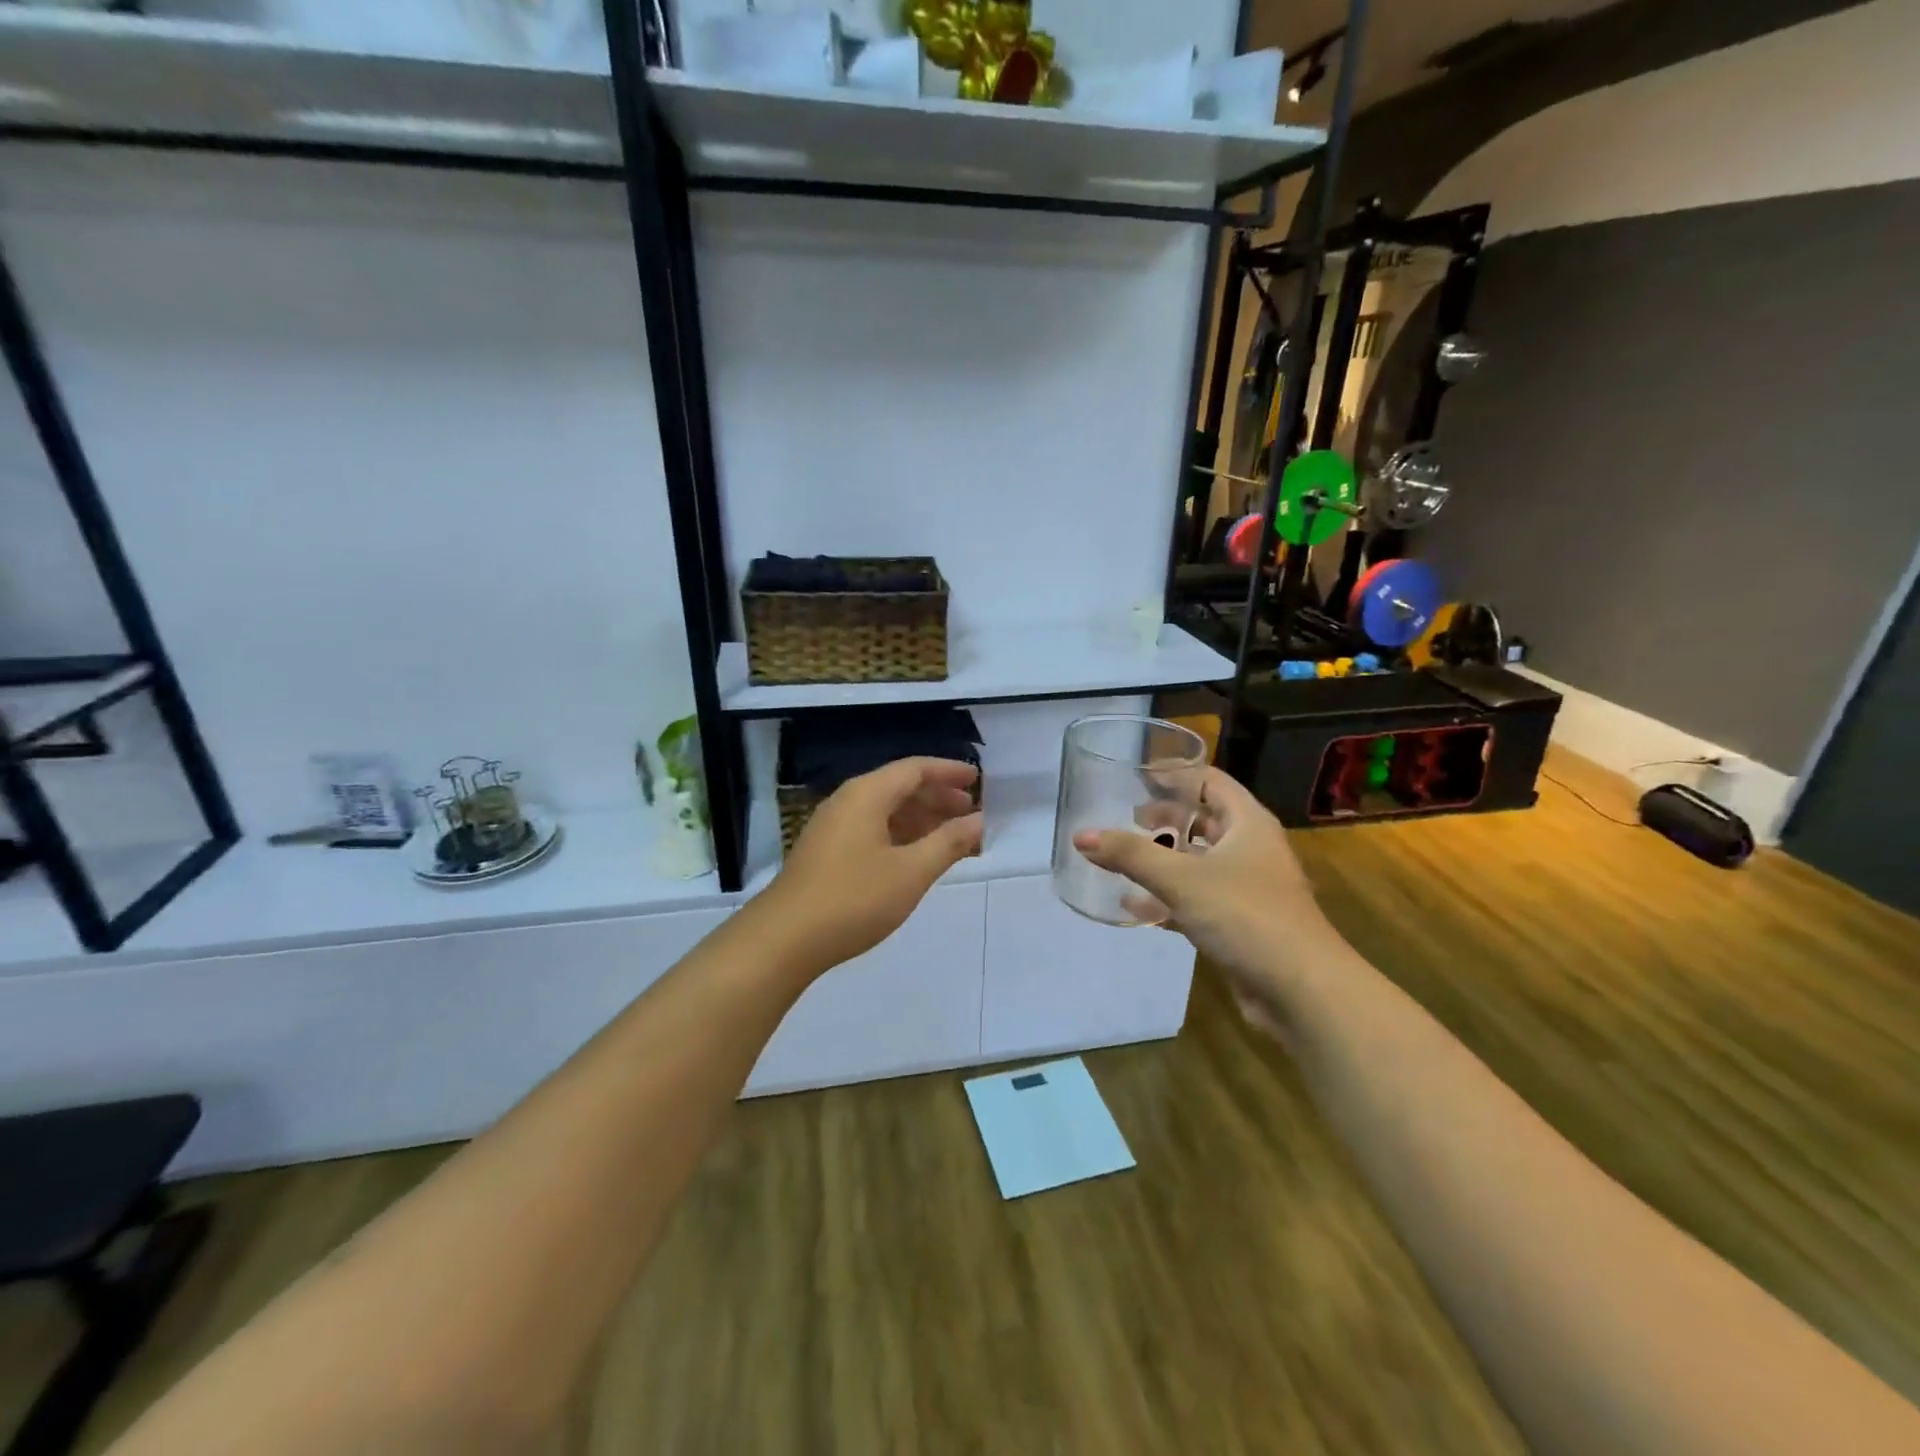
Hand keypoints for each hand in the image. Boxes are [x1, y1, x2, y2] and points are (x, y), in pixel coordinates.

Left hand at [757, 757, 983, 978]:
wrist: (785, 939)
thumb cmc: (854, 899)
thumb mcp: (911, 872)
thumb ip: (949, 842)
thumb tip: (978, 821)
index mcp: (867, 794)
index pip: (915, 769)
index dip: (948, 772)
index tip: (977, 780)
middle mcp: (848, 801)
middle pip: (899, 787)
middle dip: (937, 798)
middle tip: (971, 813)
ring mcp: (833, 827)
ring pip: (885, 811)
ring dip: (920, 819)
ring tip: (951, 838)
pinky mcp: (827, 852)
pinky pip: (872, 830)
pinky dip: (900, 836)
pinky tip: (916, 858)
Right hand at [1073, 768, 1345, 1036]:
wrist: (1300, 989)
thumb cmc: (1245, 915)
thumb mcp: (1181, 879)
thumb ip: (1130, 855)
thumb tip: (1081, 836)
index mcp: (1248, 824)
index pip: (1210, 782)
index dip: (1176, 774)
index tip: (1139, 775)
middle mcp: (1252, 849)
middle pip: (1205, 821)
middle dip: (1168, 818)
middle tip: (1129, 817)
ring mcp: (1249, 888)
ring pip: (1201, 862)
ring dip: (1166, 859)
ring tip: (1126, 857)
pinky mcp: (1241, 923)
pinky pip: (1198, 899)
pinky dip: (1169, 898)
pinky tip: (1134, 907)